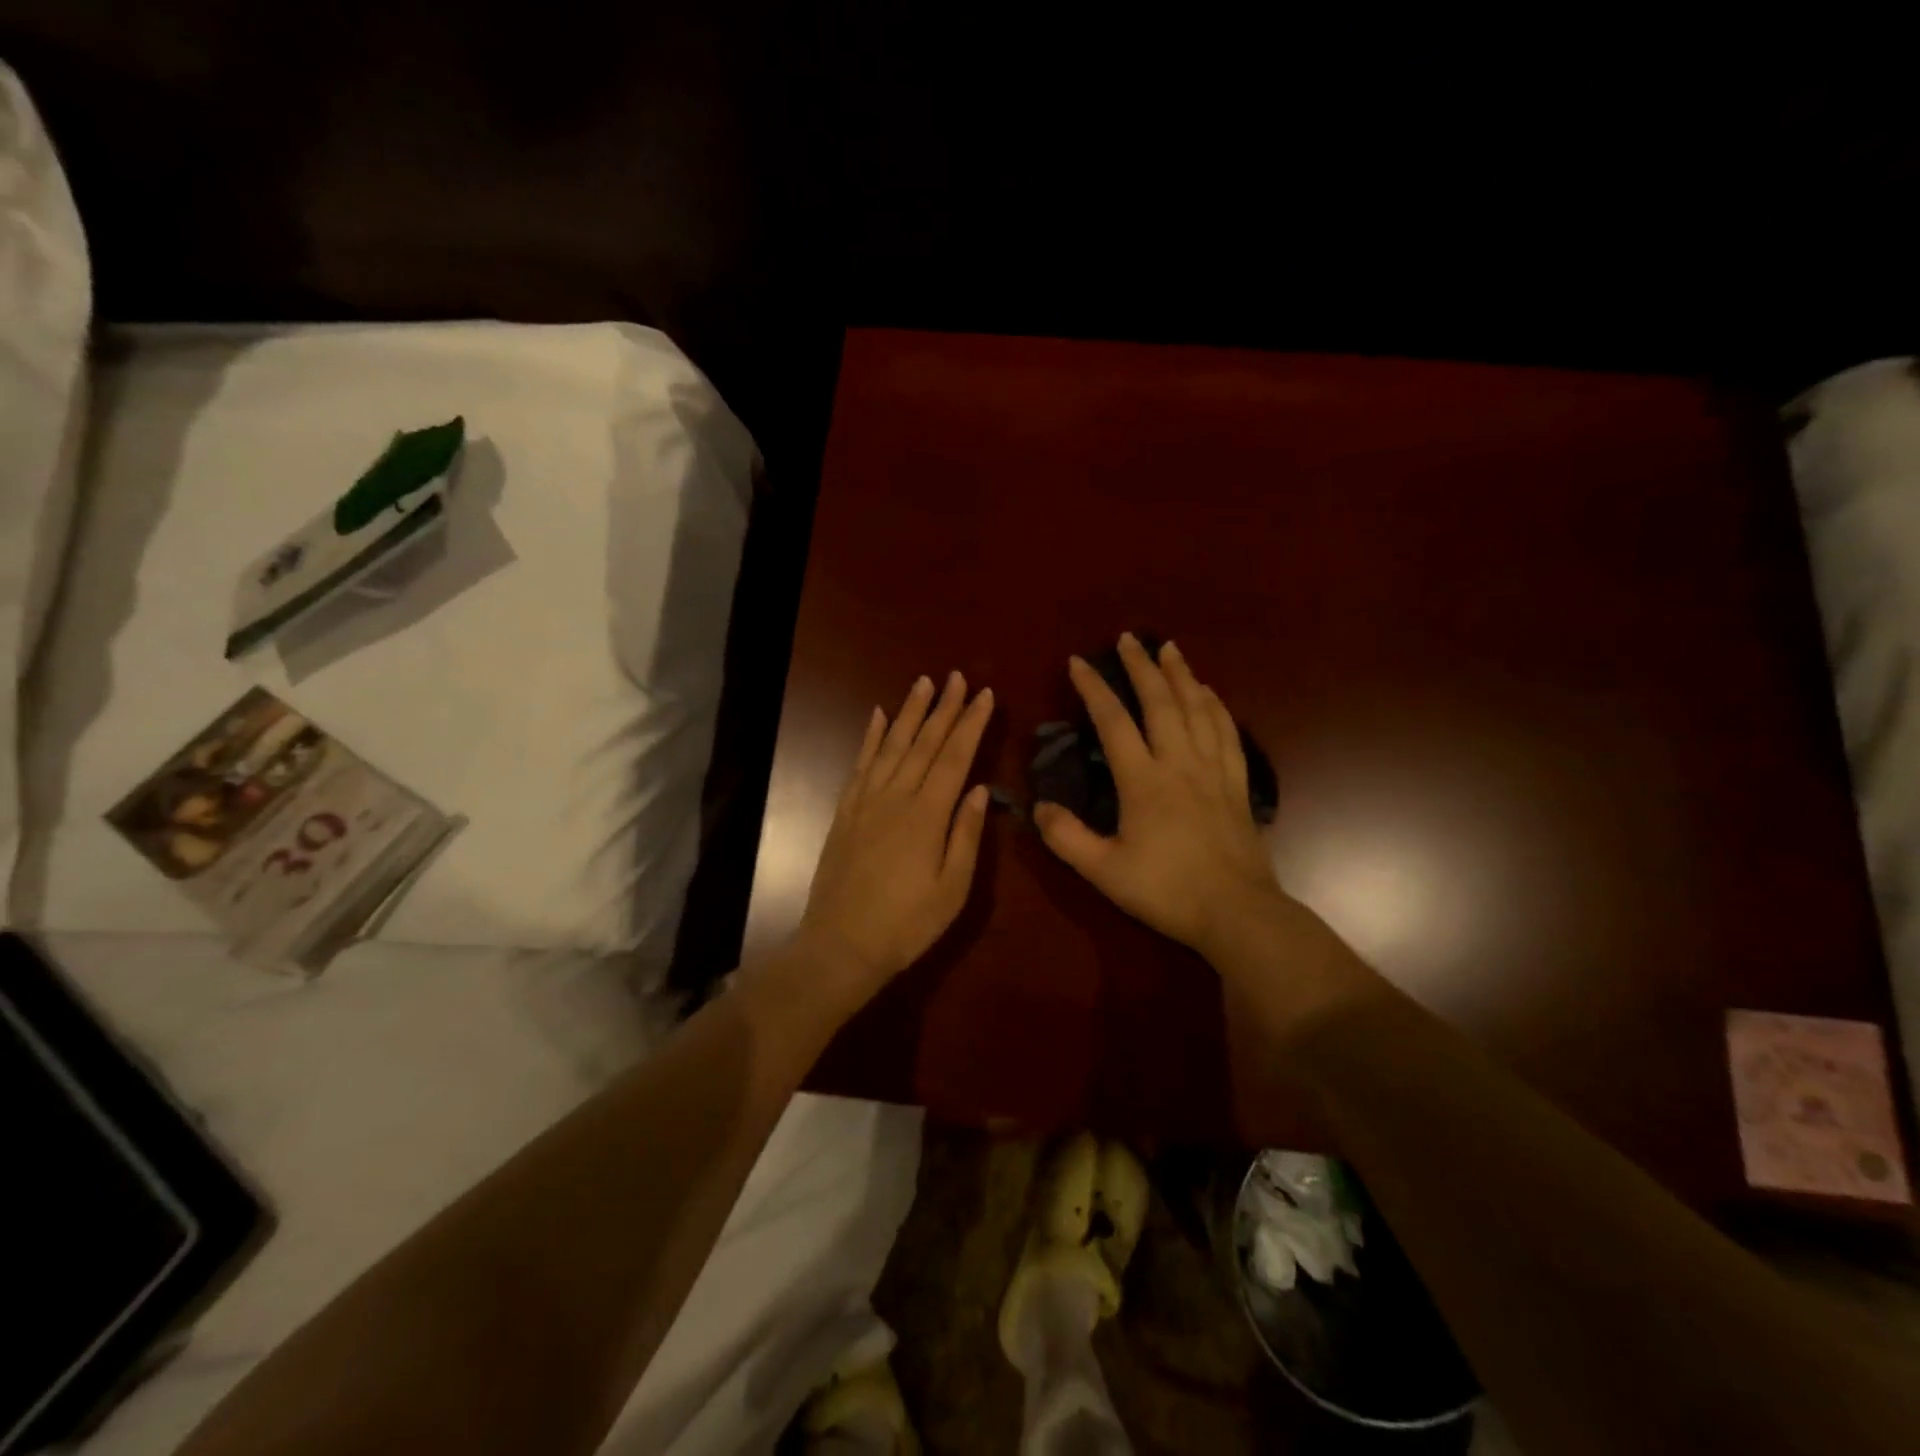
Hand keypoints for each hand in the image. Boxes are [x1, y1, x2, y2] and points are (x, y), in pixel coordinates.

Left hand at [797, 671, 994, 999]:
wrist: (841, 946)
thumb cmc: (906, 924)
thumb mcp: (952, 889)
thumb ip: (967, 835)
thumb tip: (979, 789)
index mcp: (927, 816)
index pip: (955, 757)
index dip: (971, 724)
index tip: (985, 695)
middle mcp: (896, 797)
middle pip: (924, 743)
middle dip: (943, 708)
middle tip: (957, 676)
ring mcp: (866, 801)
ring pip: (892, 746)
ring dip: (908, 712)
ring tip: (923, 683)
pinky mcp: (845, 811)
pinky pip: (860, 764)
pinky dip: (870, 738)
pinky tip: (877, 716)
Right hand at [1034, 634, 1287, 963]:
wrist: (1236, 912)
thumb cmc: (1166, 890)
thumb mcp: (1104, 871)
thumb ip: (1066, 837)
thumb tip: (1039, 807)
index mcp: (1144, 780)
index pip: (1113, 721)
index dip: (1093, 688)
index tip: (1078, 662)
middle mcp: (1179, 763)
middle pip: (1161, 702)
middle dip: (1141, 666)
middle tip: (1128, 639)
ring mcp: (1213, 770)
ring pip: (1198, 709)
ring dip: (1181, 675)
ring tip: (1170, 649)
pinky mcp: (1237, 783)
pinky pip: (1228, 732)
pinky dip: (1216, 705)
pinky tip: (1210, 693)